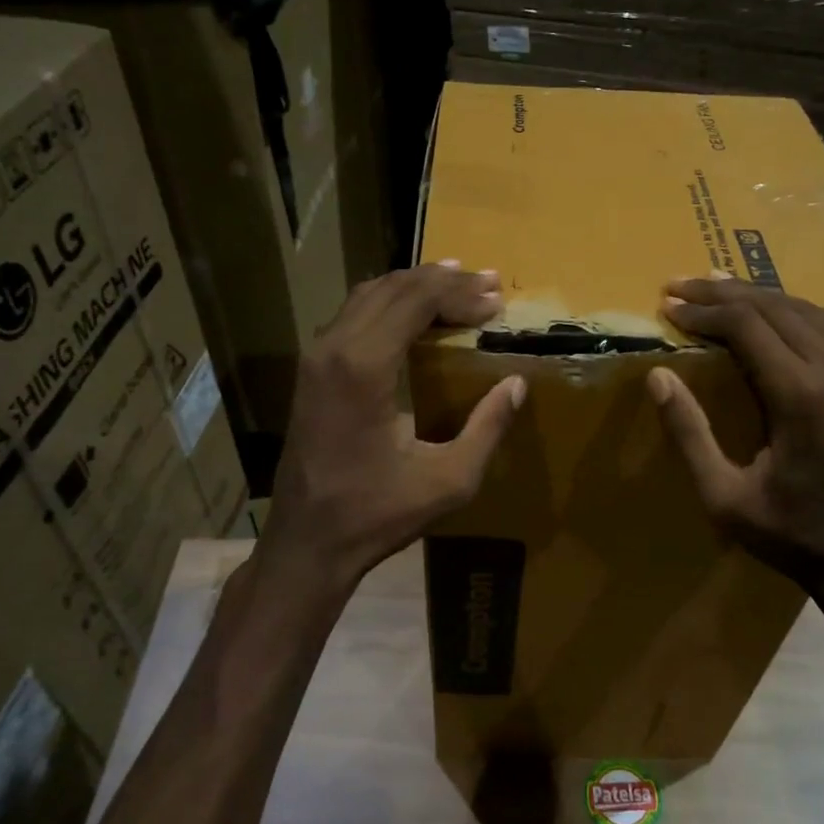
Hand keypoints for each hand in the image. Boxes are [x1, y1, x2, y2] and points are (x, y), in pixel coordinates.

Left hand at [261, 263, 526, 592]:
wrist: (306, 542)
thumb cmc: (377, 515)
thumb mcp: (449, 480)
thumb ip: (487, 428)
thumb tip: (517, 384)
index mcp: (364, 367)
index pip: (416, 299)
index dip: (461, 293)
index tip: (497, 301)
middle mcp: (333, 347)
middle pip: (393, 287)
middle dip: (444, 281)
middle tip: (489, 285)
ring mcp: (315, 355)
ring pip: (369, 293)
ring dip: (416, 286)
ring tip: (459, 287)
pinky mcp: (310, 369)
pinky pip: (353, 313)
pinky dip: (390, 302)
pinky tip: (417, 312)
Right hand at [647, 277, 823, 633]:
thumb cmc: (788, 535)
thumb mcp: (723, 496)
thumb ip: (689, 433)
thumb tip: (657, 376)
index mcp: (801, 397)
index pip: (746, 325)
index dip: (703, 311)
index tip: (667, 304)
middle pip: (775, 307)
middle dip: (722, 294)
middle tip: (680, 286)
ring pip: (810, 310)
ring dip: (761, 297)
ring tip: (720, 291)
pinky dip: (820, 314)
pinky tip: (795, 321)